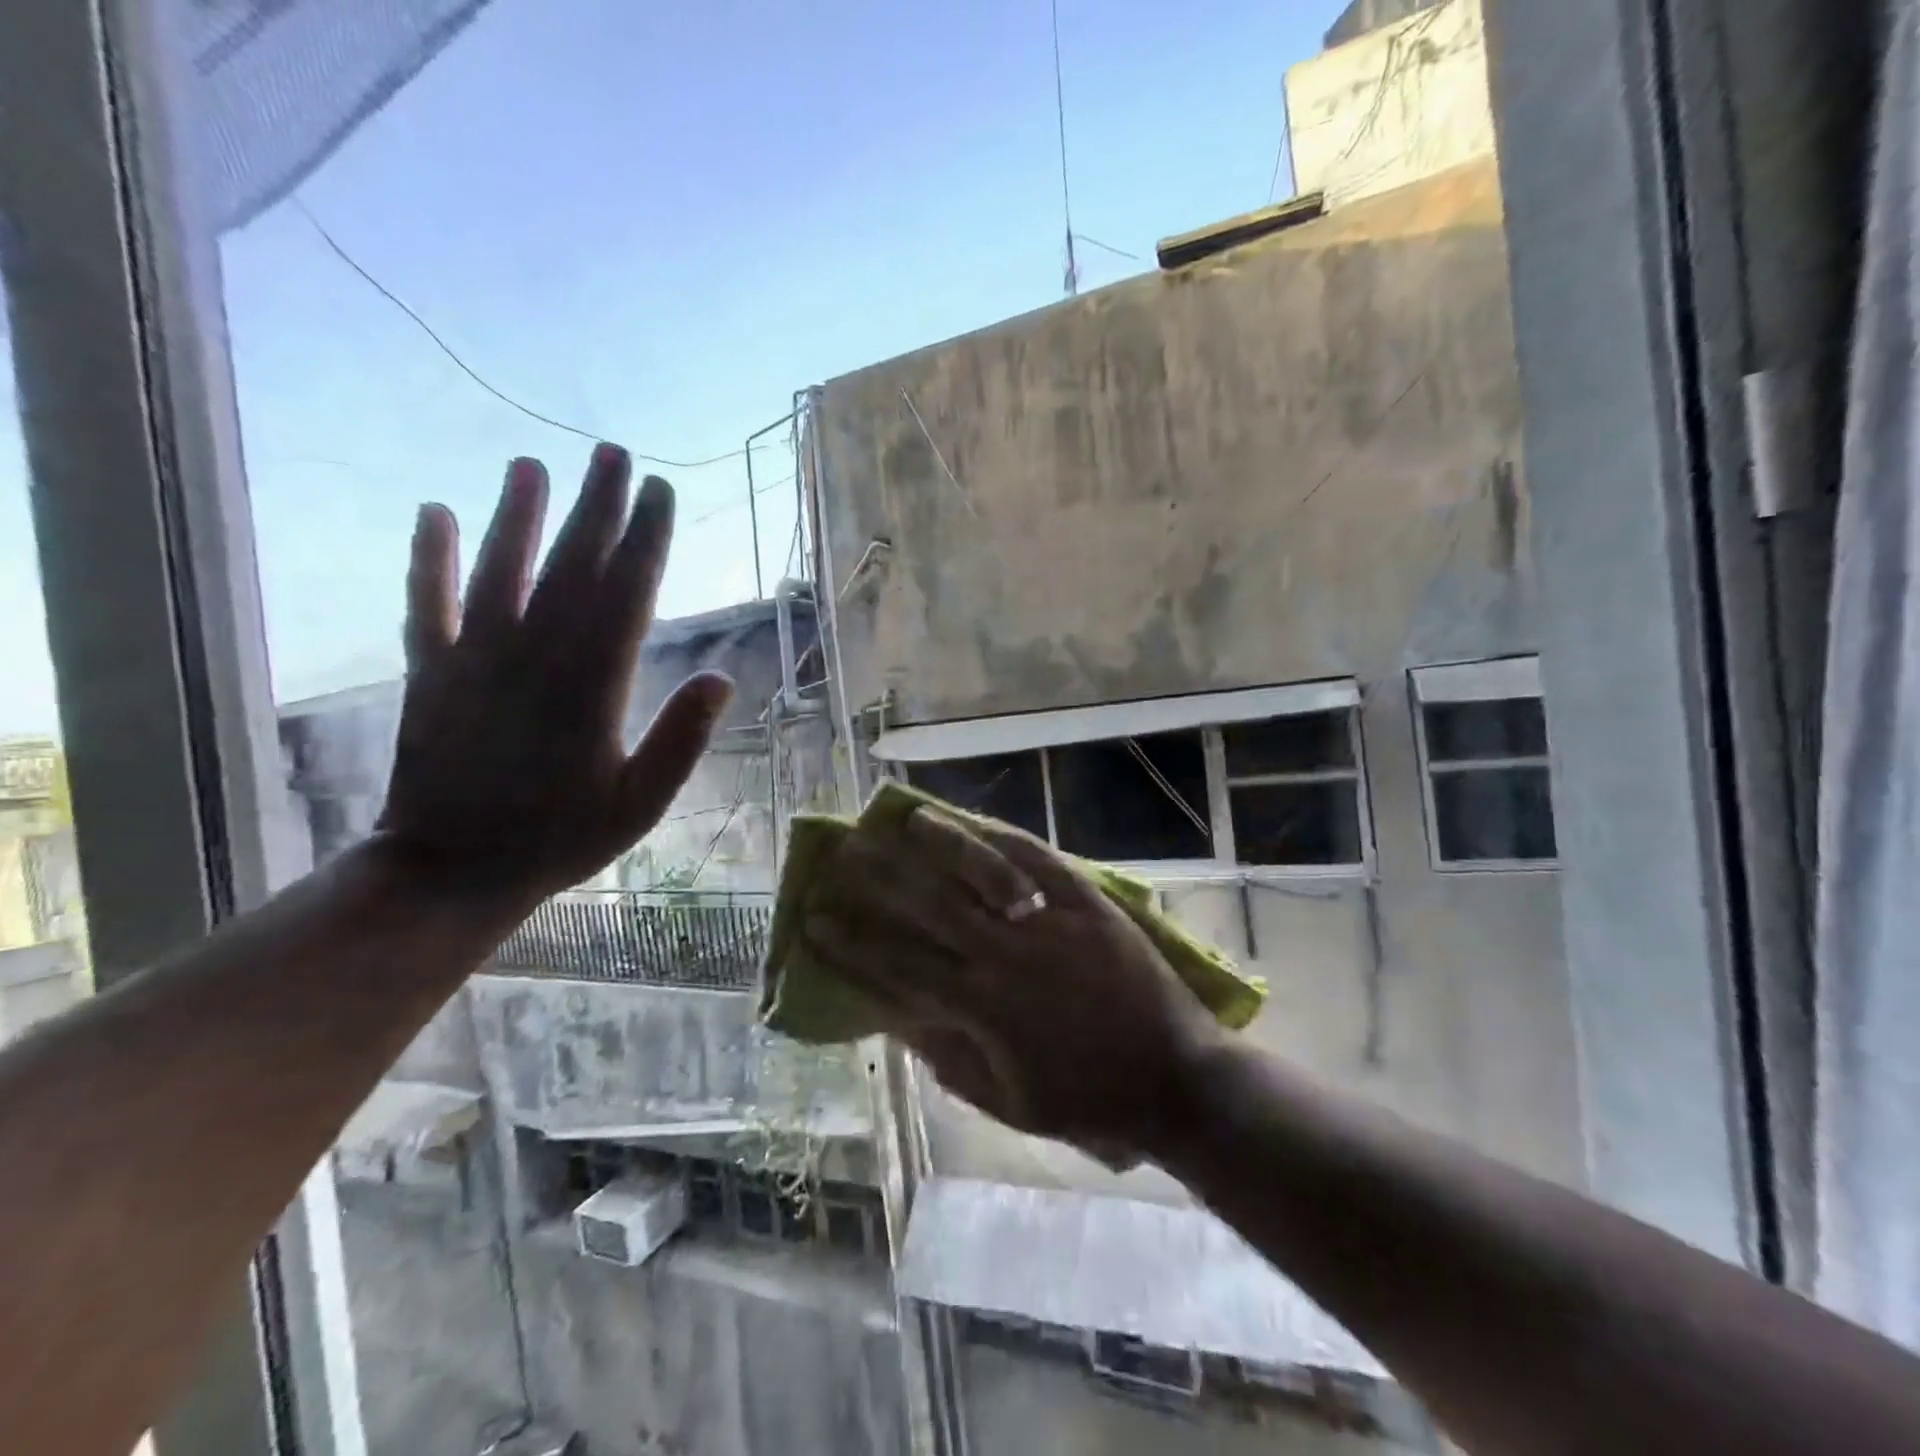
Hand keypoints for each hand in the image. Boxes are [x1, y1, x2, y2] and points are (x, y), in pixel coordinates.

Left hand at [375, 445, 732, 907]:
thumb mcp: (640, 805)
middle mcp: (535, 657)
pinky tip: (433, 513)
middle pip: (570, 567)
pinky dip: (428, 559)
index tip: (660, 493)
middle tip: (613, 455)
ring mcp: (476, 660)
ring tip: (532, 464)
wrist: (449, 872)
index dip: (646, 540)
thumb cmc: (559, 840)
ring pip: (500, 572)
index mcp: (593, 687)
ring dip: (517, 515)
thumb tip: (723, 678)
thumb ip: (681, 741)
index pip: (626, 595)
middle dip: (595, 508)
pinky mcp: (431, 674)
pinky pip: (426, 605)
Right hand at [804, 809, 1226, 1165]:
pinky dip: (1005, 840)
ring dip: (938, 844)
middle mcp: (1006, 955)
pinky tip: (979, 823)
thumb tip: (900, 1020)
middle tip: (843, 855)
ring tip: (903, 818)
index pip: (900, 968)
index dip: (852, 945)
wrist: (1176, 1080)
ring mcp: (1049, 923)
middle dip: (880, 881)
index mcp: (983, 1009)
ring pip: (981, 874)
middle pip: (929, 908)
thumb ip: (950, 1060)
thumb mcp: (1009, 1103)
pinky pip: (1040, 863)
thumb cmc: (1090, 1102)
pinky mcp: (1088, 903)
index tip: (815, 920)